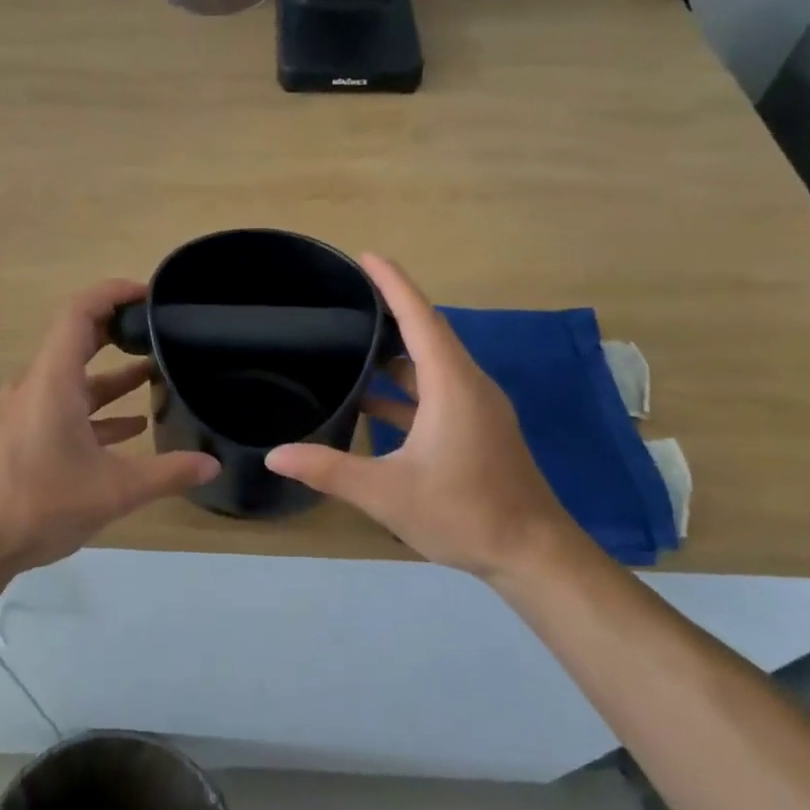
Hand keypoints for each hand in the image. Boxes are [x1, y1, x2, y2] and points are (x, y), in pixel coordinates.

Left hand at [0, 279, 218, 573]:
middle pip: (77, 339)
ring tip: (154, 376)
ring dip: (111, 375)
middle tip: (158, 331)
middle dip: (118, 331)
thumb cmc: (40, 504)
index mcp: (53, 380)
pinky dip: (94, 409)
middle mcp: (35, 385)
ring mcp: (23, 410)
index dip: (114, 292)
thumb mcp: (114, 491)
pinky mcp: (19, 435)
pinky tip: (128, 428)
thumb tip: (212, 463)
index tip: (149, 294)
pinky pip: (61, 407)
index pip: (80, 312)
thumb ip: (166, 473)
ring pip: (72, 378)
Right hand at [266, 255, 576, 577]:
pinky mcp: (478, 429)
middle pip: (428, 333)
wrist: (533, 554)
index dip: (392, 283)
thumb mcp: (387, 493)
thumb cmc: (464, 512)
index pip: (420, 317)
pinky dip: (405, 388)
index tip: (366, 255)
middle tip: (350, 296)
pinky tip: (372, 403)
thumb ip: (329, 470)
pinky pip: (437, 391)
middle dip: (391, 310)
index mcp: (452, 385)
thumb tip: (276, 454)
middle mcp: (468, 385)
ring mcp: (477, 408)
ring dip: (396, 353)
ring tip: (353, 343)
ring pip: (433, 365)